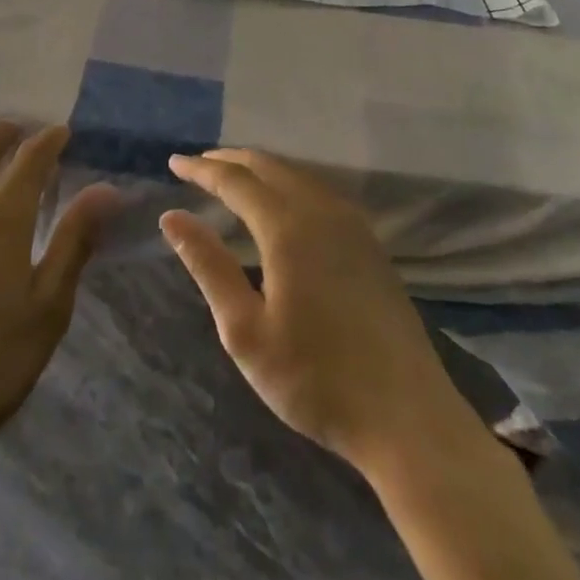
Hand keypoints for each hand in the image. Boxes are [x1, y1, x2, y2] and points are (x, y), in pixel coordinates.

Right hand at [160, 149, 482, 475]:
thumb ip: (208, 266)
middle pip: (269, 166)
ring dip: (261, 169)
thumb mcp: (245, 330)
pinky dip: (288, 183)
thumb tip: (171, 217)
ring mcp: (353, 226)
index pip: (235, 180)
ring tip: (232, 178)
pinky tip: (281, 203)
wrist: (408, 419)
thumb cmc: (315, 379)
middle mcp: (321, 212)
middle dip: (230, 160)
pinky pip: (319, 191)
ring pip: (298, 175)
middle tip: (198, 164)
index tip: (173, 163)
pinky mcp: (370, 244)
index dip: (202, 168)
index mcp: (288, 228)